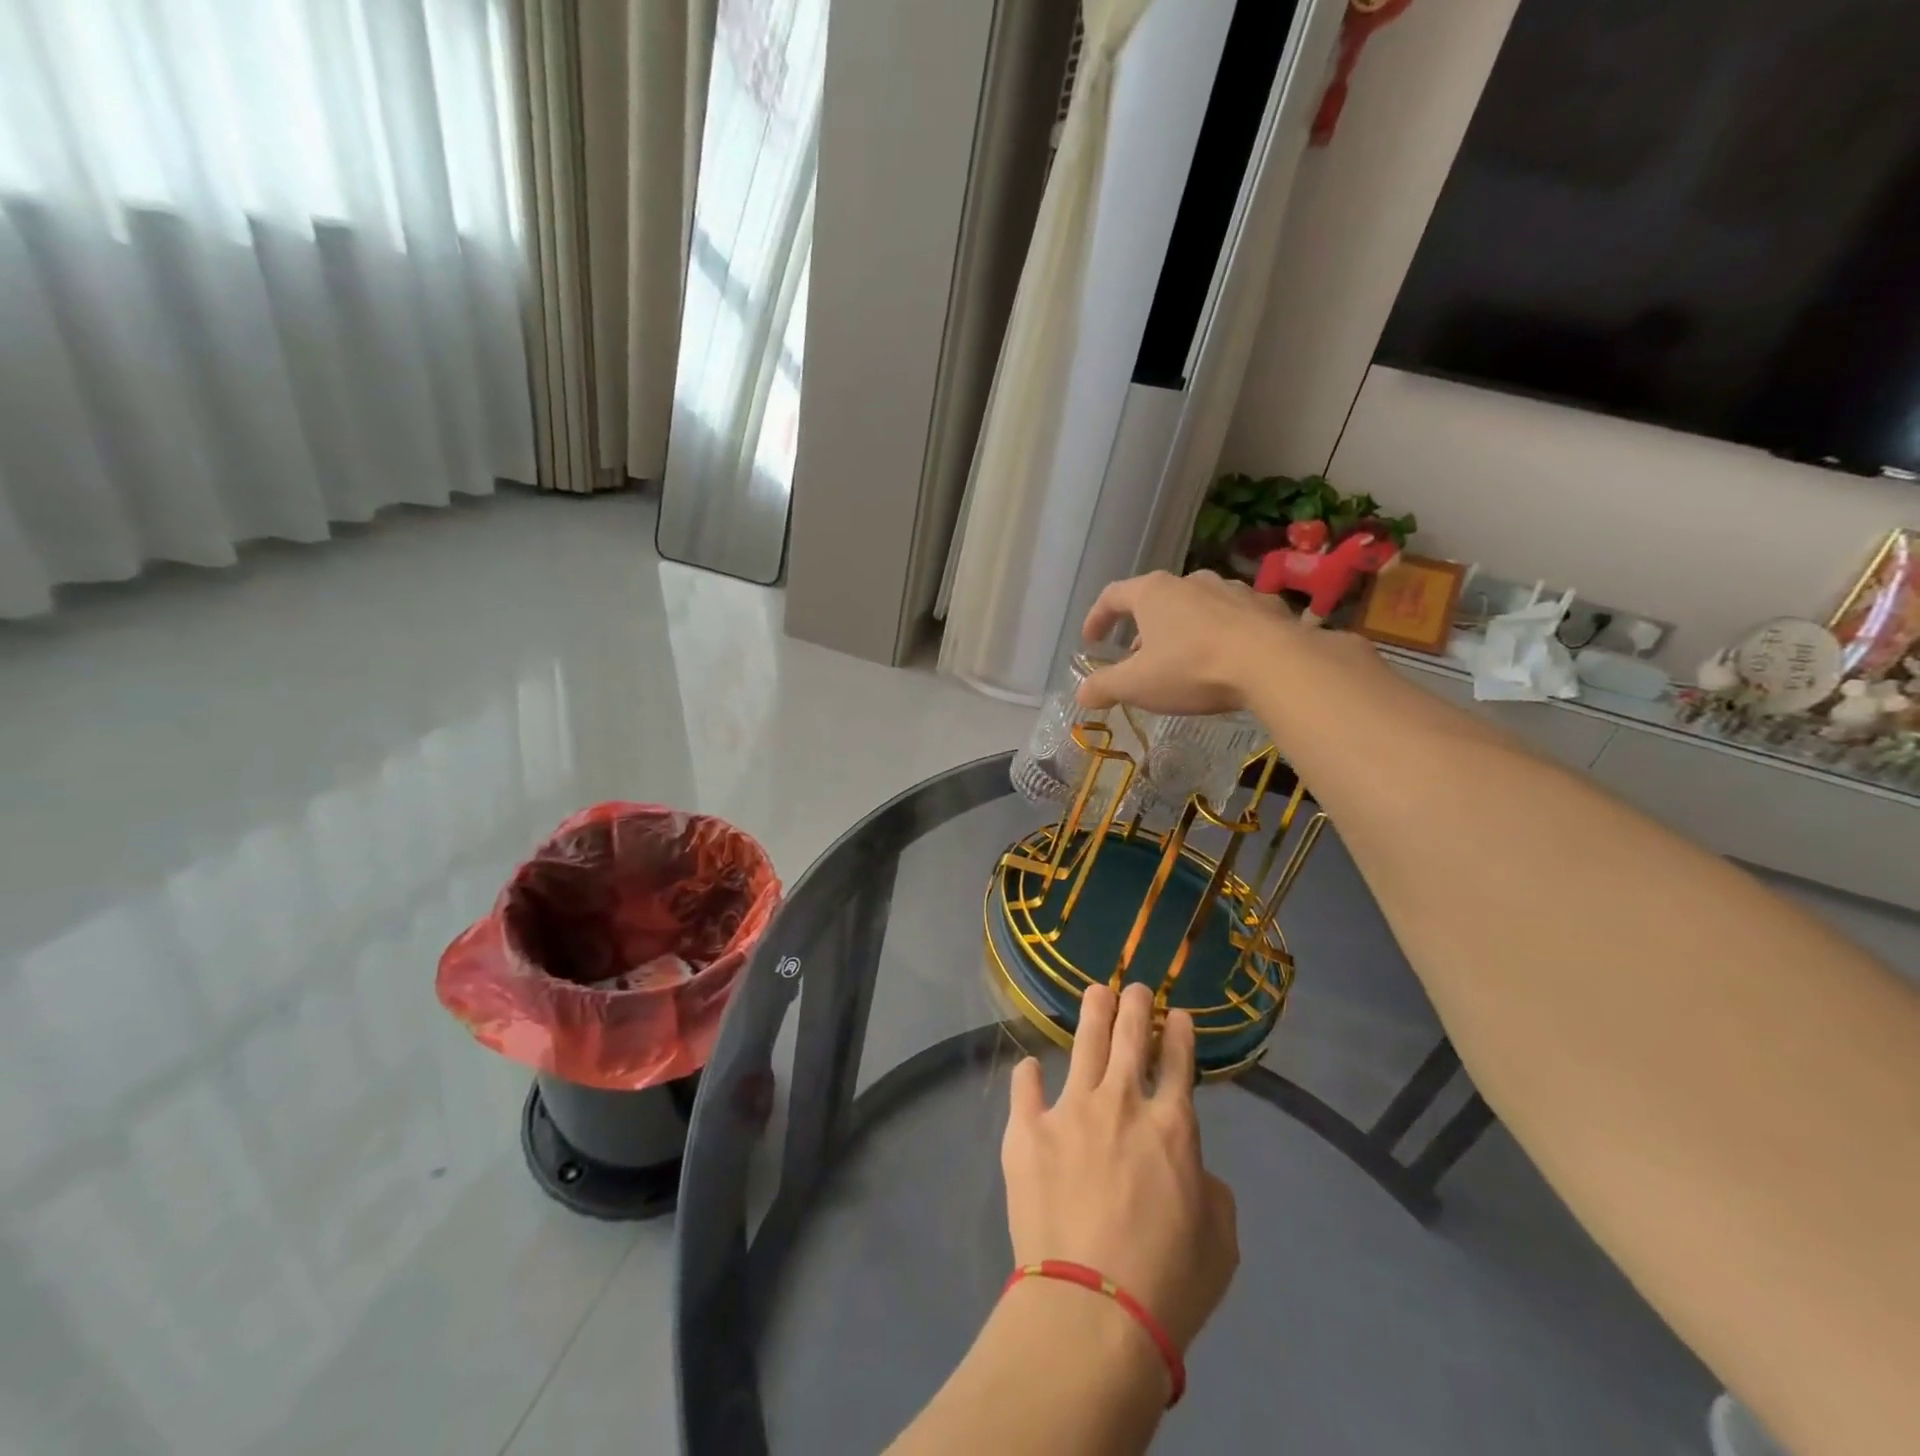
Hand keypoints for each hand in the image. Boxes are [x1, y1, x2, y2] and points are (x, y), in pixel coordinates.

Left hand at [1001, 983, 1239, 1353]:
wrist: (1092, 1307)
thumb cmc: (1167, 1283)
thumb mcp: (1220, 1242)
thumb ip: (1210, 1191)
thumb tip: (1191, 1166)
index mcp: (1172, 1127)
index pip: (1179, 1064)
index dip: (1179, 1035)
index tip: (1178, 1015)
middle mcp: (1122, 1104)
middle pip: (1130, 1038)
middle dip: (1137, 1007)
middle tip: (1136, 987)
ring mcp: (1070, 1110)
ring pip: (1084, 1045)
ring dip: (1093, 1014)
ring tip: (1096, 991)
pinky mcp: (1027, 1130)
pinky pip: (1025, 1089)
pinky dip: (1029, 1076)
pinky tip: (1029, 1067)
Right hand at [1077, 570, 1290, 715]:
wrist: (1273, 663)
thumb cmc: (1192, 667)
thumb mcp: (1137, 685)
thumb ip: (1105, 687)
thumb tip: (1082, 694)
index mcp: (1153, 593)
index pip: (1112, 596)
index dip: (1096, 618)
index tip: (1090, 641)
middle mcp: (1190, 581)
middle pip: (1155, 600)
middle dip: (1142, 629)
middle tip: (1137, 659)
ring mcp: (1231, 590)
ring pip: (1196, 607)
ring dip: (1182, 631)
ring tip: (1181, 660)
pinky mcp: (1265, 606)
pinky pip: (1233, 619)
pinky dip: (1220, 635)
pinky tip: (1225, 660)